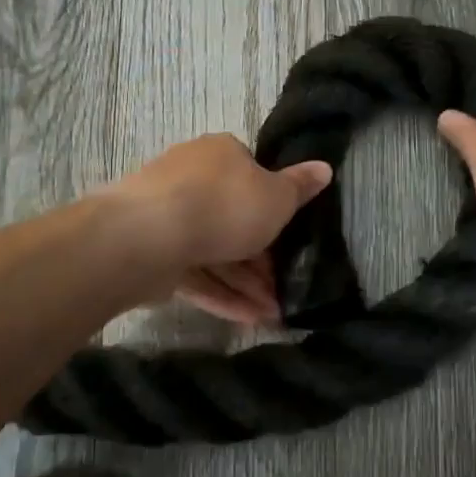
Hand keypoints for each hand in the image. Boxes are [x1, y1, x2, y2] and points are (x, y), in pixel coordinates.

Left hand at [98, 133, 332, 325]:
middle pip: (234, 217)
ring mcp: (170, 217)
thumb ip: (300, 187)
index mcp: (222, 156)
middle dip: (261, 256)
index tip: (292, 238)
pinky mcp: (156, 253)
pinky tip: (250, 320)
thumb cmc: (224, 205)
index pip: (253, 175)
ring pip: (216, 250)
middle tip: (284, 286)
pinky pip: (196, 273)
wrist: (149, 235)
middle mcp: (193, 179)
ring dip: (246, 283)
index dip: (274, 208)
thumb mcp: (277, 197)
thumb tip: (326, 168)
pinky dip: (221, 295)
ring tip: (274, 313)